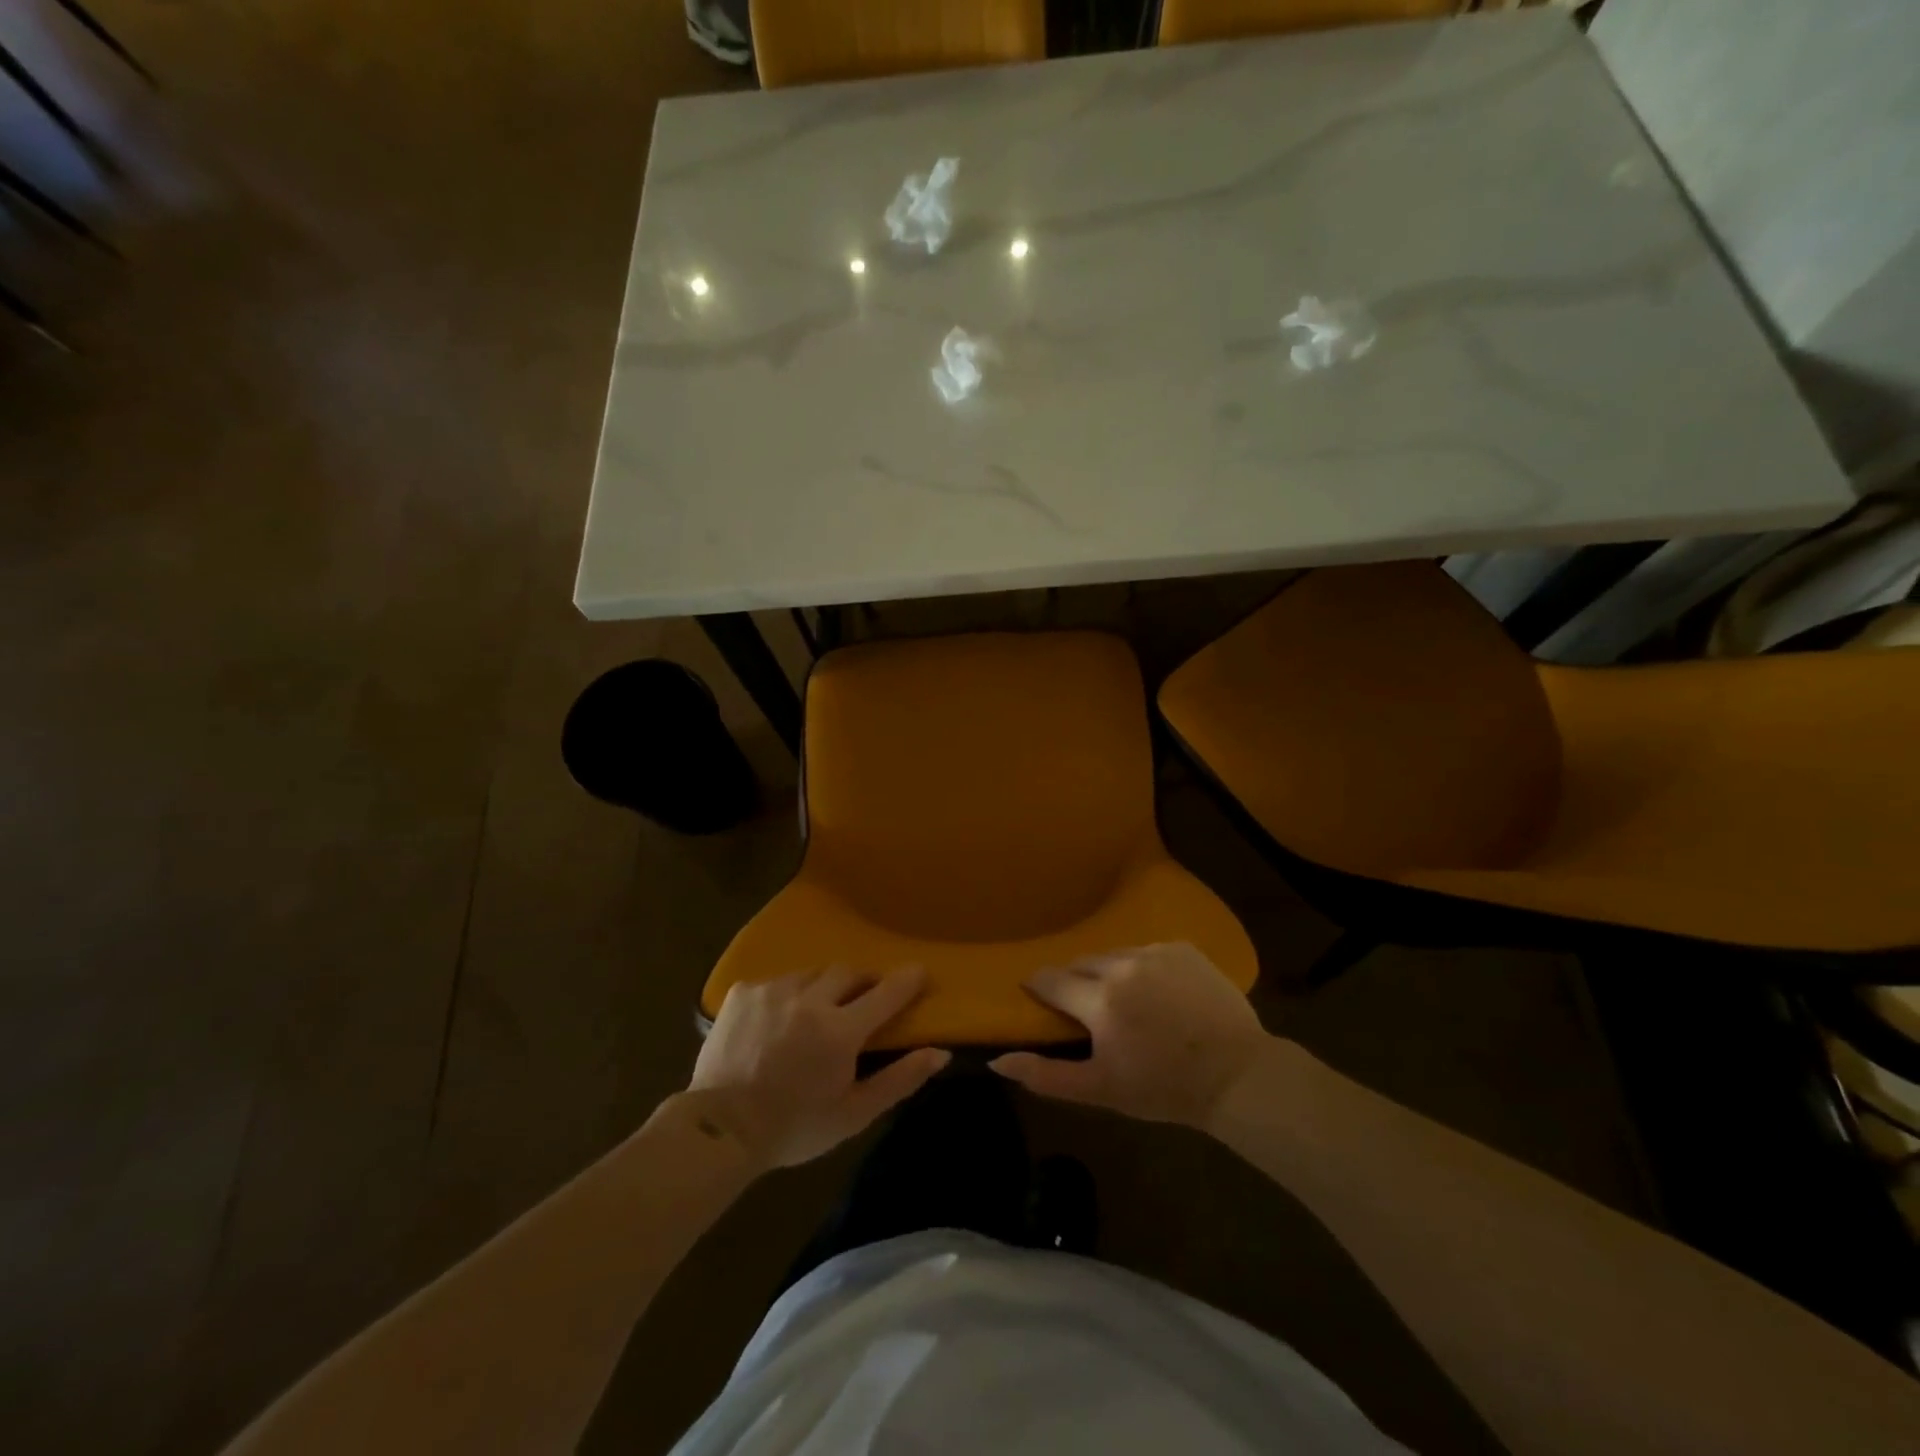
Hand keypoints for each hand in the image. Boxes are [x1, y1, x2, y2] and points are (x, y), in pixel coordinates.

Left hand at [688, 967, 950, 1168]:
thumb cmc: (794, 1127)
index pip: (887, 991)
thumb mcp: (854, 1114)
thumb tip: (940, 1052)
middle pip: (849, 972)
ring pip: (812, 973)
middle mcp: (810, 999)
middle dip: (863, 982)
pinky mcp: (743, 991)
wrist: (719, 1131)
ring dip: (823, 987)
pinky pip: (777, 981)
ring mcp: (773, 990)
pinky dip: (787, 995)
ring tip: (816, 1011)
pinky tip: (778, 1020)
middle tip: (863, 1001)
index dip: (908, 980)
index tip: (919, 972)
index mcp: (841, 1030)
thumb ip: (900, 1079)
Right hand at [989, 943, 1268, 1129]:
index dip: (1040, 988)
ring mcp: (1156, 952)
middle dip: (1076, 983)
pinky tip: (1158, 994)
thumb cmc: (1164, 1089)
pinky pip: (1147, 951)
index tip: (1039, 997)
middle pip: (1081, 964)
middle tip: (1087, 1011)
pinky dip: (1142, 968)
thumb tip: (997, 1060)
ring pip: (1114, 955)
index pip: (1051, 980)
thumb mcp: (1100, 1090)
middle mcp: (1123, 965)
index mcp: (1099, 1000)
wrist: (1238, 1076)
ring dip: (1108, 973)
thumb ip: (1045, 1075)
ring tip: (1125, 1002)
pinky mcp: (1183, 948)